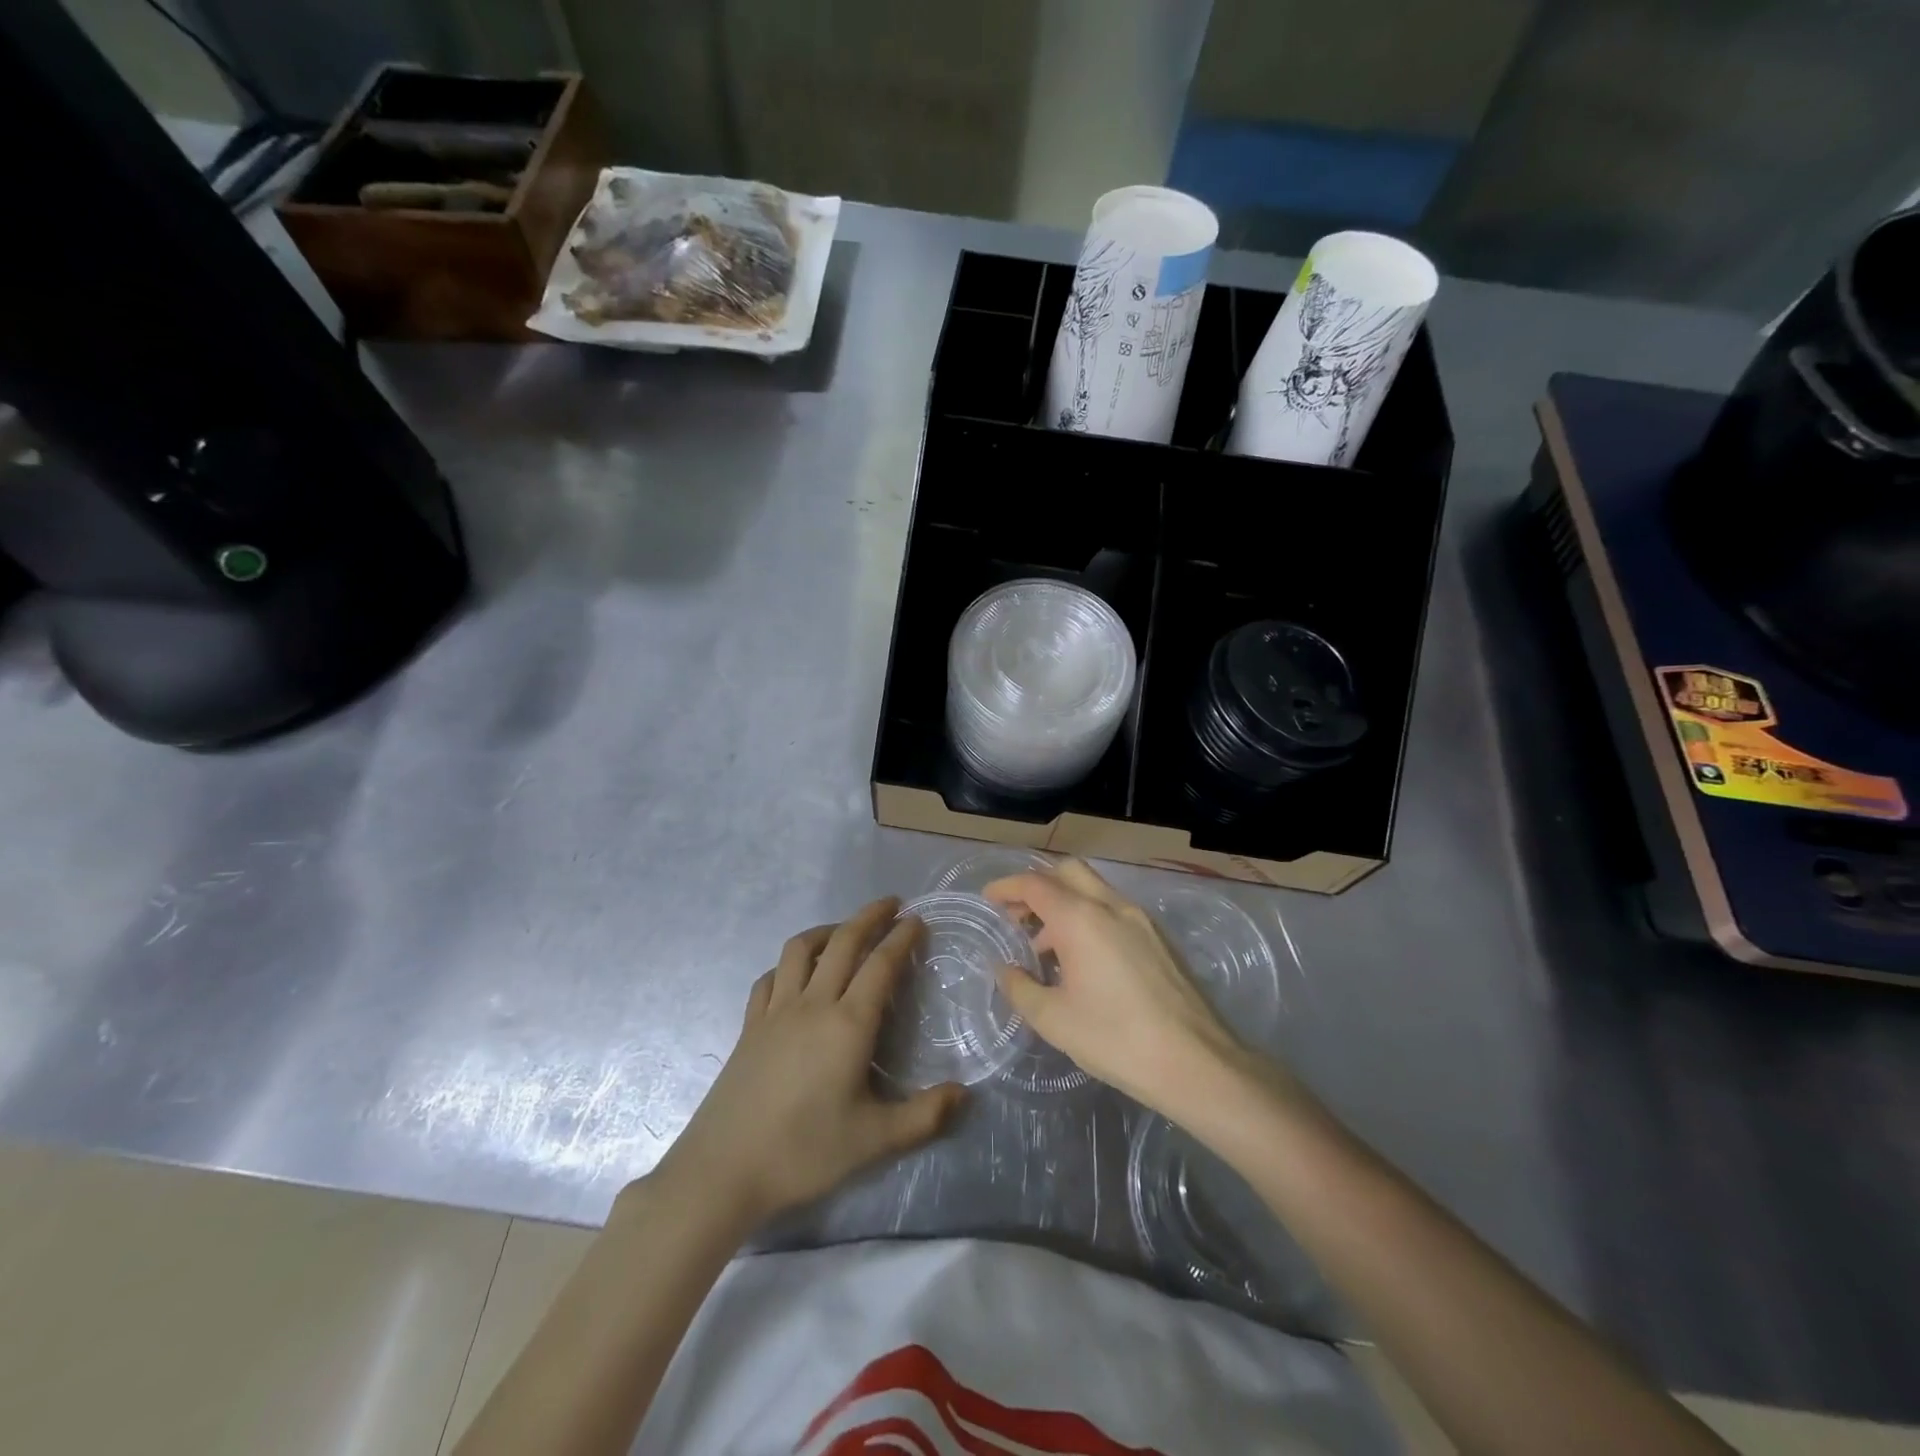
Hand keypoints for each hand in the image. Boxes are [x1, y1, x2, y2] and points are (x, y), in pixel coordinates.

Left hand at [651, 899, 964, 1229]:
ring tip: (845, 930)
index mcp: (848, 1024)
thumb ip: (925, 1116)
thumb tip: (965, 1094)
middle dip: (870, 917)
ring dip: (828, 930)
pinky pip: (770, 977)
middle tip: (891, 904)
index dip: (901, 938)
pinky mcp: (749, 1026)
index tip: (918, 919)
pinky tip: (796, 973)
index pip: (881, 965)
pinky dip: (789, 964)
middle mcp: (813, 1004)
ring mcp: (776, 1011)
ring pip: (801, 950)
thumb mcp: (875, 1141)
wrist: (723, 1170)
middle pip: (843, 943)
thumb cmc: (803, 1151)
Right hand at [985, 860, 1245, 1118]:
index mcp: (1081, 919)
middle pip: (1068, 872)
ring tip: (1046, 946)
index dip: (1007, 887)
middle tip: (1017, 916)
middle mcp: (1112, 906)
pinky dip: (1089, 917)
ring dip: (1064, 903)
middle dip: (1037, 885)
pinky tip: (1084, 959)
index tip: (988, 899)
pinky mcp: (1160, 938)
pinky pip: (1114, 910)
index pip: (1035, 884)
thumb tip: (1003, 968)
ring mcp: (1141, 919)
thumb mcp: (1054, 1019)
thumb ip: (1020, 987)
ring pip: (1094, 889)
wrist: (1196, 1062)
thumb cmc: (1115, 1039)